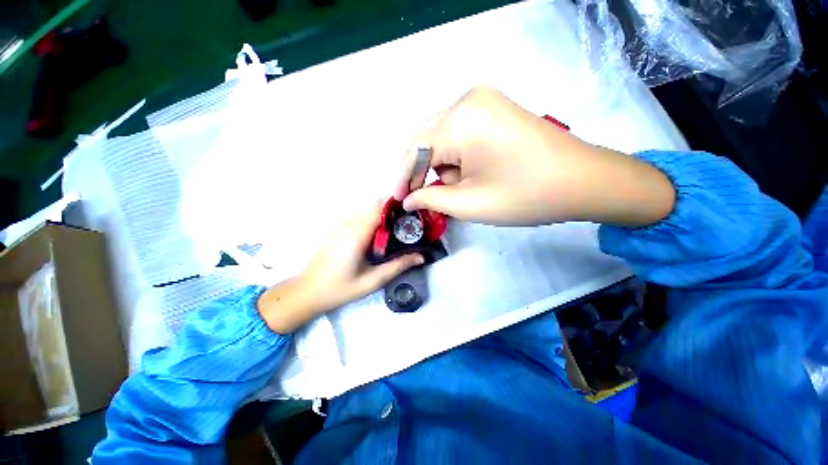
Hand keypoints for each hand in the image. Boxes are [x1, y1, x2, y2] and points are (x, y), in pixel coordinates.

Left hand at [257, 201, 423, 333]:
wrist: (307, 292)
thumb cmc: (340, 288)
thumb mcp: (372, 280)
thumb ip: (398, 266)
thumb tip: (421, 256)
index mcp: (357, 233)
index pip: (379, 206)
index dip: (397, 205)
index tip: (413, 214)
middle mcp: (349, 223)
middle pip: (375, 206)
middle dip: (393, 211)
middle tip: (409, 225)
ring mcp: (341, 225)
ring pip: (368, 211)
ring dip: (384, 216)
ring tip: (398, 231)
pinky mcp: (338, 230)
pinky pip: (360, 218)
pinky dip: (373, 221)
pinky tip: (380, 238)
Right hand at [397, 86, 674, 226]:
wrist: (584, 181)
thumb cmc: (526, 196)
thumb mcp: (470, 204)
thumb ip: (431, 199)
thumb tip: (408, 200)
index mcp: (461, 120)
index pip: (416, 150)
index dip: (404, 178)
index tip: (398, 200)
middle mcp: (468, 99)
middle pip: (426, 139)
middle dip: (421, 171)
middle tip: (419, 198)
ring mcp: (484, 99)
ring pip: (441, 136)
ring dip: (440, 165)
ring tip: (455, 188)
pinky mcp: (494, 107)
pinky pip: (459, 132)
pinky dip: (455, 155)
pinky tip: (467, 173)